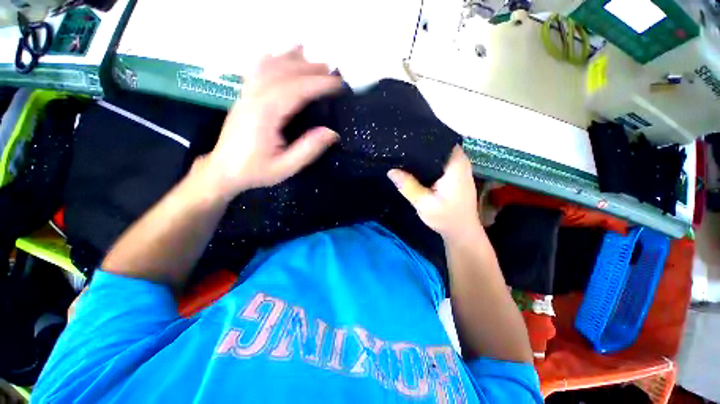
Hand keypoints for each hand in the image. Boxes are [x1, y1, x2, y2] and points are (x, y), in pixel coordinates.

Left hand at [205, 47, 340, 199]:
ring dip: (292, 59)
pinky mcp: (244, 96)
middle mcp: (254, 98)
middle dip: (309, 69)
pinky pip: (256, 70)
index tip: (337, 83)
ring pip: (269, 66)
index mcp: (266, 114)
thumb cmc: (255, 171)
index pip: (296, 90)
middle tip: (331, 71)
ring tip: (311, 57)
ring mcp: (246, 94)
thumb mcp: (285, 167)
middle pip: (284, 73)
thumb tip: (331, 133)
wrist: (224, 171)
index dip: (318, 84)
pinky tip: (279, 54)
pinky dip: (270, 59)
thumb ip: (308, 150)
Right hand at [388, 146, 481, 240]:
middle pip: (436, 144)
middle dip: (418, 145)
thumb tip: (391, 170)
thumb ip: (408, 186)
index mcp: (455, 163)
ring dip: (421, 155)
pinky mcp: (453, 174)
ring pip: (436, 153)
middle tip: (399, 146)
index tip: (403, 138)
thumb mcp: (424, 204)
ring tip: (402, 152)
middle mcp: (459, 161)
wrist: (461, 232)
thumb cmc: (447, 218)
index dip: (421, 137)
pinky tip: (412, 166)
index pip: (438, 139)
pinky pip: (437, 162)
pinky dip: (425, 163)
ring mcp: (457, 167)